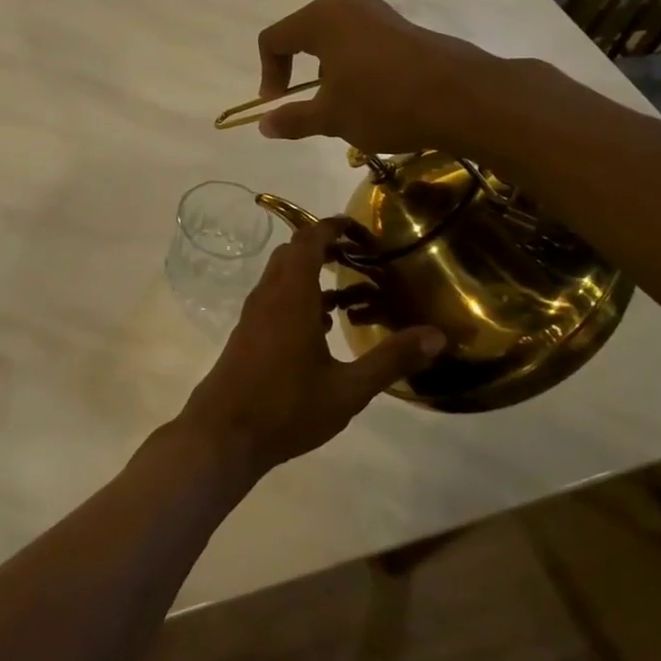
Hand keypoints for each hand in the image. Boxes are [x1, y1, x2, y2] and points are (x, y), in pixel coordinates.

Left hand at [178, 219, 444, 479]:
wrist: (223, 434)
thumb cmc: (287, 408)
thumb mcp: (348, 389)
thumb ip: (391, 360)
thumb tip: (437, 335)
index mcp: (291, 297)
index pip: (308, 241)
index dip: (332, 227)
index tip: (361, 228)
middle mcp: (268, 296)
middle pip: (293, 254)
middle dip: (325, 247)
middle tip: (362, 258)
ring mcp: (254, 316)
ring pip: (282, 278)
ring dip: (312, 275)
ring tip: (352, 293)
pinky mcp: (248, 334)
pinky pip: (275, 300)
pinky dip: (300, 298)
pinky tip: (324, 328)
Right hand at [254, 0, 511, 156]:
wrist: (465, 98)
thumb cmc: (385, 103)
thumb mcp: (332, 117)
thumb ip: (293, 119)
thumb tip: (264, 124)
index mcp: (322, 21)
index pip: (274, 39)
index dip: (268, 73)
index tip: (277, 104)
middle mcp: (350, 7)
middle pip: (305, 33)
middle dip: (298, 70)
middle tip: (306, 102)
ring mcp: (383, 15)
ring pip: (338, 39)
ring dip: (329, 70)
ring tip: (343, 104)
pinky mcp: (408, 29)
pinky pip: (366, 43)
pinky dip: (357, 67)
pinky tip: (375, 98)